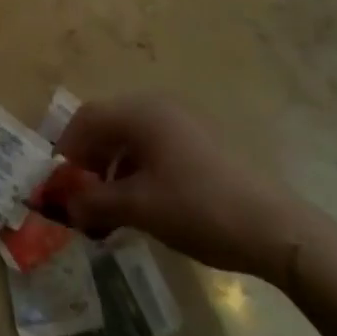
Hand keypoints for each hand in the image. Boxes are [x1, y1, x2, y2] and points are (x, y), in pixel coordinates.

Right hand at [56, 96, 313, 283]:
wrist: (276, 228)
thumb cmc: (198, 208)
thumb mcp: (140, 208)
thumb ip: (96, 203)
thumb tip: (67, 206)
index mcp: (140, 112)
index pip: (86, 119)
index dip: (67, 150)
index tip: (60, 185)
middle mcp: (159, 107)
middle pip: (108, 125)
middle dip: (90, 161)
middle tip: (84, 198)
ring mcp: (183, 123)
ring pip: (132, 138)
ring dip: (114, 168)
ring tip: (112, 208)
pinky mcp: (202, 143)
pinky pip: (155, 148)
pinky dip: (139, 170)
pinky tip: (145, 204)